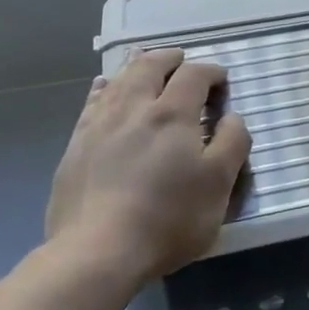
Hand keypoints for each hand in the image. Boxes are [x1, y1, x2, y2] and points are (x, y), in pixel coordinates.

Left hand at [46, 48, 251, 287]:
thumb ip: (232, 144)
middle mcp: (134, 108)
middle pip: (150, 66)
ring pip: (118, 79)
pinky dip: (105, 87)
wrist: (97, 251)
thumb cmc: (168, 218)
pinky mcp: (76, 145)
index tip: (222, 80)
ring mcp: (100, 124)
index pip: (194, 75)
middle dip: (170, 58)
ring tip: (146, 64)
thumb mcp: (219, 185)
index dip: (211, 71)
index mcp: (173, 114)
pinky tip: (104, 88)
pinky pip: (92, 102)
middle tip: (182, 59)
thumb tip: (232, 116)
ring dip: (137, 67)